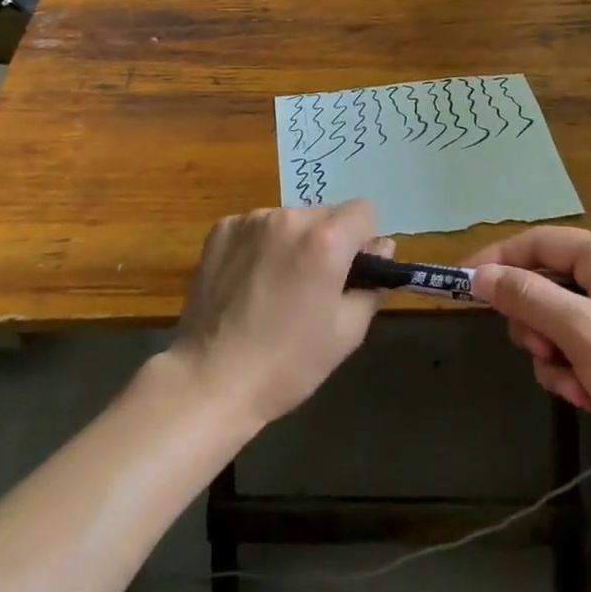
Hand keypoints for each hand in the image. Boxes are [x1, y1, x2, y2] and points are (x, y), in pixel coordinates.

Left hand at [168, 202, 392, 427]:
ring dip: (292, 242)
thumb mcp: (346, 334)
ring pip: (290, 220)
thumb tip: (381, 248)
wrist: (209, 380)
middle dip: (328, 241)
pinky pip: (256, 226)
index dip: (363, 241)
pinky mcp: (222, 228)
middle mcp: (290, 217)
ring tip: (274, 288)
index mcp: (326, 240)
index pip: (364, 211)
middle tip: (312, 287)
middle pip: (325, 214)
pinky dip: (260, 245)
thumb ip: (372, 284)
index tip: (350, 273)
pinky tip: (247, 282)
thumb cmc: (287, 364)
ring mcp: (251, 219)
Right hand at [466, 227, 590, 494]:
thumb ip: (526, 297)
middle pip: (542, 284)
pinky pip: (575, 347)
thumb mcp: (581, 332)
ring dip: (554, 355)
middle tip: (543, 351)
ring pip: (554, 321)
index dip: (495, 260)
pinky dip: (573, 372)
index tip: (460, 285)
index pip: (534, 242)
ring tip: (576, 384)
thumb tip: (479, 275)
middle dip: (534, 323)